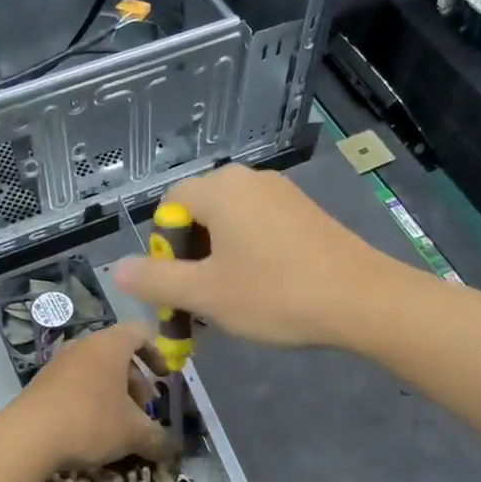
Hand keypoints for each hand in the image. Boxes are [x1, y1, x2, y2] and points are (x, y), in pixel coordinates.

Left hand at [7, 323, 169, 470]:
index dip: (158, 353)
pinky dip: (90, 400)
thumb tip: (171, 448)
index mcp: (110, 345)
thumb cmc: (91, 422)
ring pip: (96, 371)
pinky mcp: (42, 383)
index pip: (141, 333)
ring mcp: (59, 363)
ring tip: (119, 425)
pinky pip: (75, 384)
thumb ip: (158, 438)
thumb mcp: (134, 433)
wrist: (27, 437)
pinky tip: (91, 430)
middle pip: (119, 354)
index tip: (165, 378)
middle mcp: (84, 346)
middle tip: (144, 410)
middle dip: (136, 382)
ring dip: (113, 394)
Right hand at [113, 164, 397, 348]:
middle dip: (190, 258)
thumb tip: (116, 270)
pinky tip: (264, 290)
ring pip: (230, 224)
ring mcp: (282, 194)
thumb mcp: (206, 294)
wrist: (364, 301)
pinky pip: (259, 228)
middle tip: (200, 301)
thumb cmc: (276, 294)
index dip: (164, 249)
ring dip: (218, 260)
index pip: (169, 205)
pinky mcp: (306, 213)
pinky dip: (248, 255)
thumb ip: (156, 281)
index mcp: (220, 189)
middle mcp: (249, 180)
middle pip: (199, 213)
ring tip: (230, 301)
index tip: (177, 287)